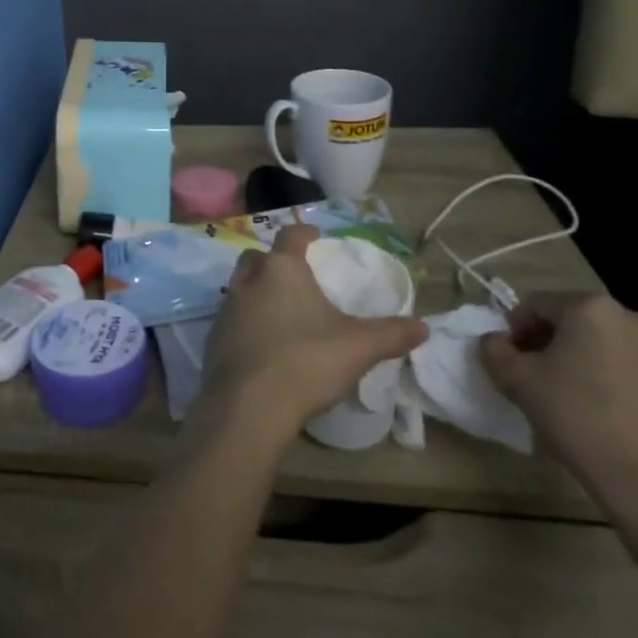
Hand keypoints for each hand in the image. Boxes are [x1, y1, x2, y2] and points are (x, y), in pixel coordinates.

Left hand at [196, 226, 427, 450]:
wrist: (249, 404)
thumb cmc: (306, 361)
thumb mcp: (359, 347)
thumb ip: (391, 333)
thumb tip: (423, 326)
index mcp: (281, 270)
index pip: (290, 236)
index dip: (303, 233)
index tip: (314, 235)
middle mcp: (248, 281)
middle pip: (256, 257)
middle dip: (272, 260)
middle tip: (293, 274)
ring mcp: (226, 309)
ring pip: (240, 286)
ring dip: (257, 291)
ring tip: (280, 310)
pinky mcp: (213, 338)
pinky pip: (231, 319)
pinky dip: (246, 322)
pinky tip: (263, 343)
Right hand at [479, 292, 637, 523]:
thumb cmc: (578, 418)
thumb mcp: (517, 381)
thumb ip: (493, 350)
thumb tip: (495, 342)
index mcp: (589, 307)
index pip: (534, 304)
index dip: (513, 329)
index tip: (508, 360)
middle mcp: (628, 318)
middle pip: (569, 321)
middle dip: (544, 343)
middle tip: (531, 376)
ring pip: (597, 344)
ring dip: (574, 360)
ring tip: (563, 397)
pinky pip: (624, 368)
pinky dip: (603, 379)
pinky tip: (596, 413)